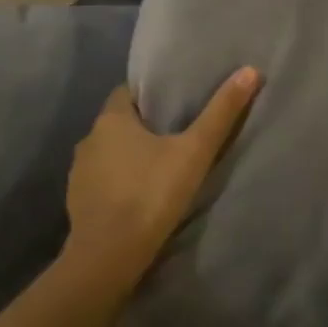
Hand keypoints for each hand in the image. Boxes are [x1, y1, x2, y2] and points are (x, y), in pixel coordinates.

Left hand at [63, 67, 260, 291]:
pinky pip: (102, 182)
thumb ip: (221, 113)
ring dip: (129, 156)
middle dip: (144, 127)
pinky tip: (139, 195)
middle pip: (119, 123)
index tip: (175, 102)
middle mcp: (88, 140)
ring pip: (109, 153)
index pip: (127, 93)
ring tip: (161, 165)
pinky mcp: (77, 202)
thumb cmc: (152, 193)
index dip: (150, 95)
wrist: (109, 256)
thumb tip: (250, 71)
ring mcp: (79, 173)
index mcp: (111, 120)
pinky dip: (118, 183)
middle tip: (177, 134)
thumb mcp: (195, 151)